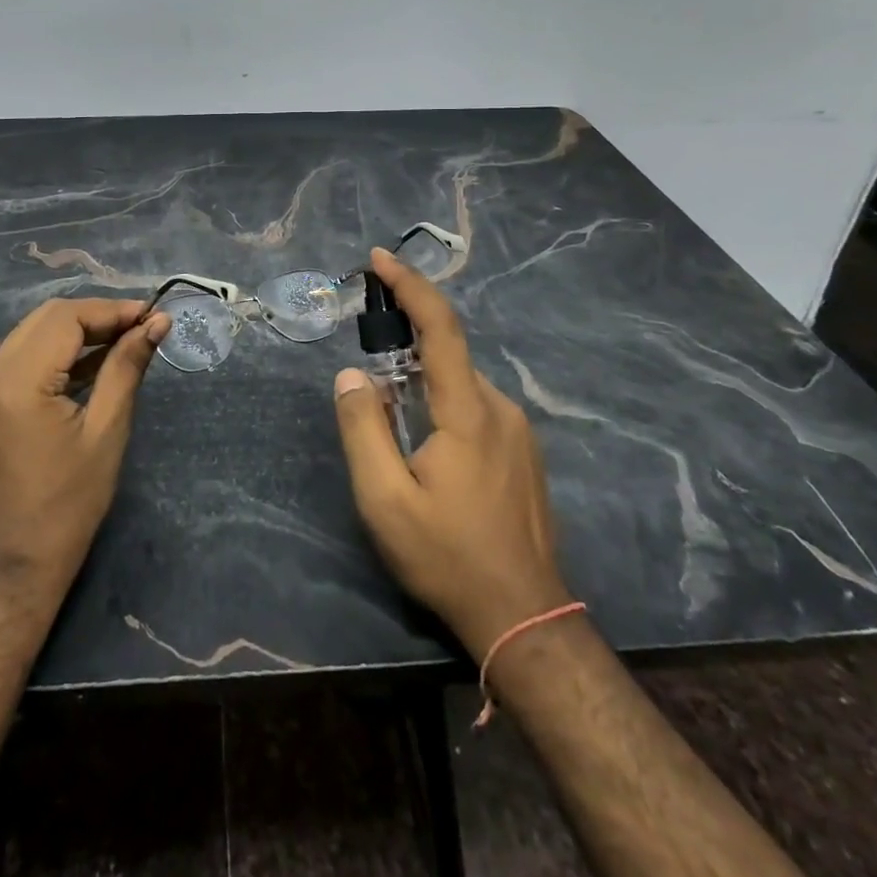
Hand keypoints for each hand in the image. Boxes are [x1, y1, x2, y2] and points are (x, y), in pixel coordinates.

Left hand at [0, 298, 169, 597]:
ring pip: (34, 333)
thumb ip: (127, 367)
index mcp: (18, 381)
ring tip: (126, 339)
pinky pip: (25, 357)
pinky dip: (59, 351)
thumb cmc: (68, 504)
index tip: (154, 316)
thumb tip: (157, 323)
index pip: (67, 318)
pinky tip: (95, 362)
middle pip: (48, 318)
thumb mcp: (107, 431)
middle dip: (97, 315)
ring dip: (79, 330)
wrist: (14, 567)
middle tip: (142, 327)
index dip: (113, 310)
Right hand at [333, 248, 570, 657]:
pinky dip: (445, 405)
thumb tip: (351, 376)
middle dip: (405, 349)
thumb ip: (363, 429)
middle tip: (369, 380)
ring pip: (461, 384)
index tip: (379, 258)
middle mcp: (500, 408)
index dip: (410, 285)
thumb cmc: (447, 557)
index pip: (440, 328)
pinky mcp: (525, 453)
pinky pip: (477, 408)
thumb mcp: (384, 500)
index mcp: (468, 412)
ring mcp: (519, 431)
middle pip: (448, 355)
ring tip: (396, 431)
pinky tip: (429, 451)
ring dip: (424, 385)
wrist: (525, 617)